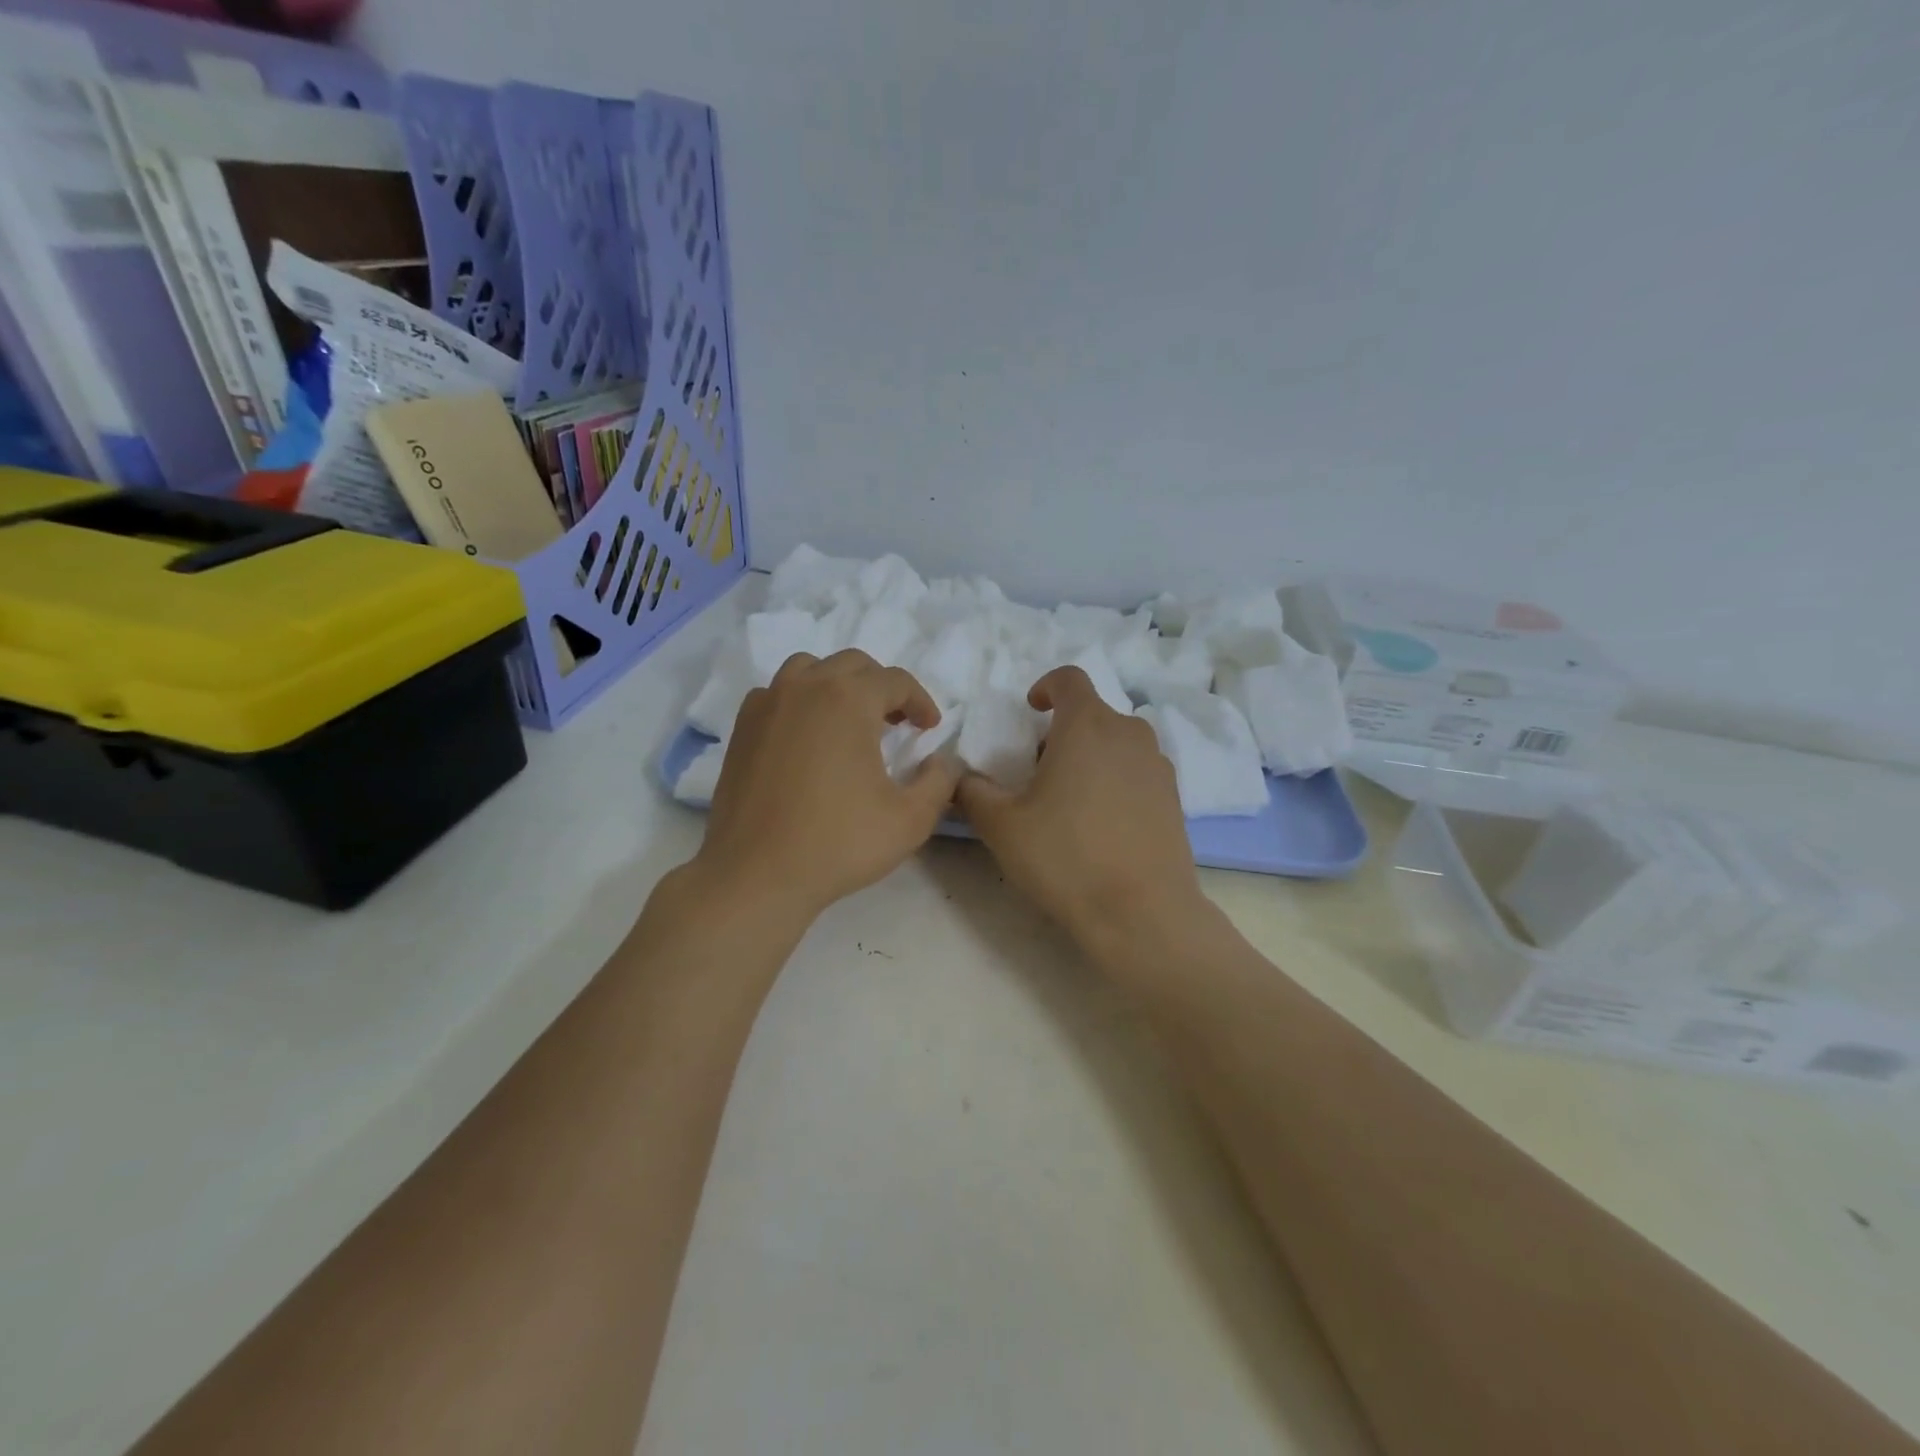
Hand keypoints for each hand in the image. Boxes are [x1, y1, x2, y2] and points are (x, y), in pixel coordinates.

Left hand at [693, 649, 960, 922]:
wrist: (756, 874)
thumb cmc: (838, 842)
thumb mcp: (911, 819)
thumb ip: (940, 782)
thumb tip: (943, 761)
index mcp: (848, 699)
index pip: (895, 681)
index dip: (920, 702)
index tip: (929, 729)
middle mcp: (805, 687)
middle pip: (852, 665)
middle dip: (881, 688)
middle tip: (896, 723)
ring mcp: (767, 704)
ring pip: (809, 670)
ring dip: (837, 686)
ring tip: (849, 722)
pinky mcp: (742, 728)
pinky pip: (776, 694)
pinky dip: (799, 702)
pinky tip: (807, 738)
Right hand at [956, 667, 1204, 949]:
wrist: (1142, 913)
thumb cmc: (1066, 857)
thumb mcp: (1001, 826)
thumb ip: (972, 791)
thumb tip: (961, 777)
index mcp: (1087, 726)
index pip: (1069, 679)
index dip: (1046, 687)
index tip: (1031, 711)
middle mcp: (1129, 733)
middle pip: (1092, 714)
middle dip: (1062, 732)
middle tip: (1038, 771)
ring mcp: (1158, 766)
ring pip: (1117, 743)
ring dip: (1091, 755)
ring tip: (1070, 800)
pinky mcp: (1175, 797)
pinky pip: (1137, 771)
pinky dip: (1115, 780)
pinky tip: (1101, 824)